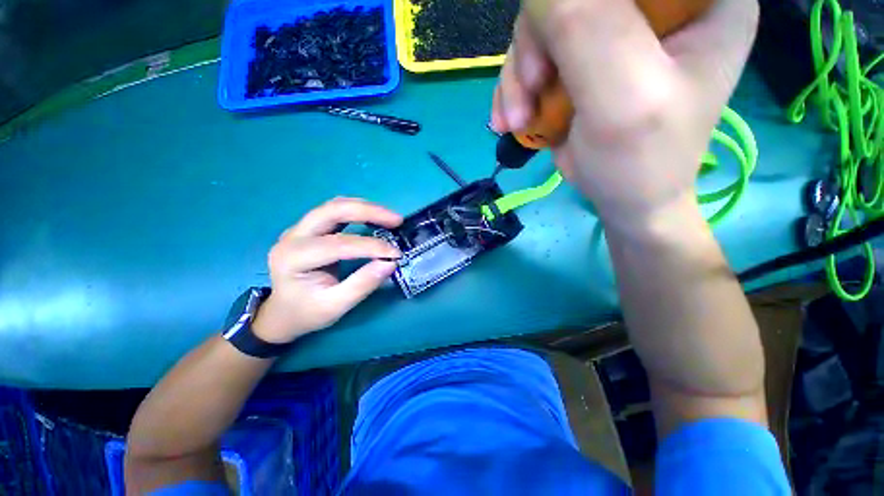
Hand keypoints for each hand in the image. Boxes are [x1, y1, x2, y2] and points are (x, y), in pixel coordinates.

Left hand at [252, 197, 402, 342]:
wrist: (283, 312)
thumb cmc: (307, 313)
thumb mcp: (336, 306)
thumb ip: (363, 284)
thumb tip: (391, 263)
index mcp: (294, 258)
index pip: (338, 244)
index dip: (371, 246)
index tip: (396, 253)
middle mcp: (293, 236)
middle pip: (333, 211)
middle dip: (369, 212)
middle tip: (397, 221)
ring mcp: (299, 228)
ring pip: (335, 205)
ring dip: (366, 208)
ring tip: (390, 218)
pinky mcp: (309, 228)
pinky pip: (336, 211)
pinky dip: (359, 211)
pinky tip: (375, 217)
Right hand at [491, 0, 757, 233]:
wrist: (622, 198)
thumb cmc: (640, 160)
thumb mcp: (622, 99)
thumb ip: (586, 29)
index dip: (577, 2)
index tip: (556, 45)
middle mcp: (657, 3)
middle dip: (538, 42)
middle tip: (531, 91)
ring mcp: (614, 30)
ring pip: (545, 24)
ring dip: (520, 75)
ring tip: (518, 119)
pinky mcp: (582, 58)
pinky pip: (534, 55)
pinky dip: (516, 88)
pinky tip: (513, 120)